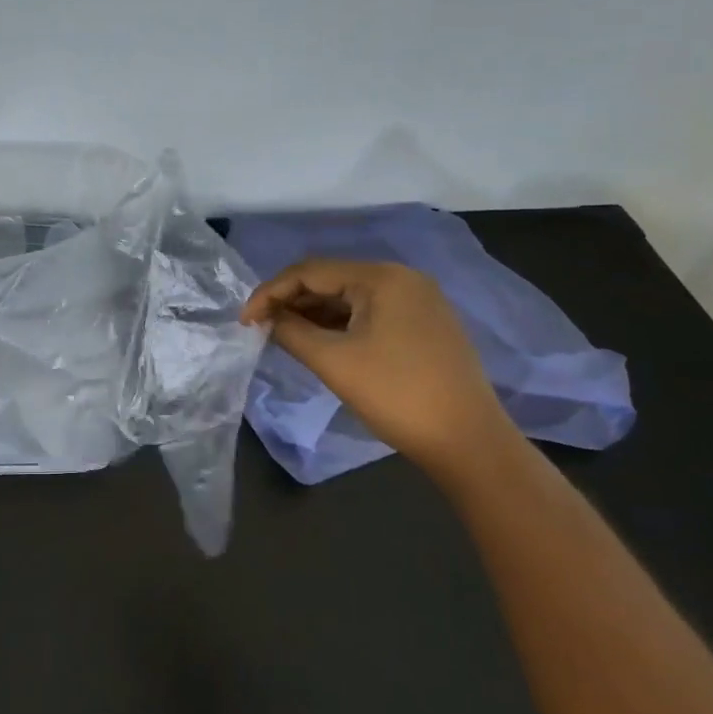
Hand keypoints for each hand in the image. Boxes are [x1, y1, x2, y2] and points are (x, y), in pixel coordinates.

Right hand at [240, 259, 513, 467]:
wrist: (468, 442)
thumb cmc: (396, 395)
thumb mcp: (333, 361)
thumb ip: (291, 332)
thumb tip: (266, 319)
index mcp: (382, 277)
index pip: (310, 271)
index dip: (270, 293)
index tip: (244, 321)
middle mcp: (402, 279)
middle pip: (331, 280)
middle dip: (291, 302)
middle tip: (261, 329)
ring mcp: (418, 302)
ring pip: (350, 298)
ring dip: (313, 314)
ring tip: (283, 337)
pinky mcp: (424, 326)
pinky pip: (370, 314)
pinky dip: (339, 325)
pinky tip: (320, 343)